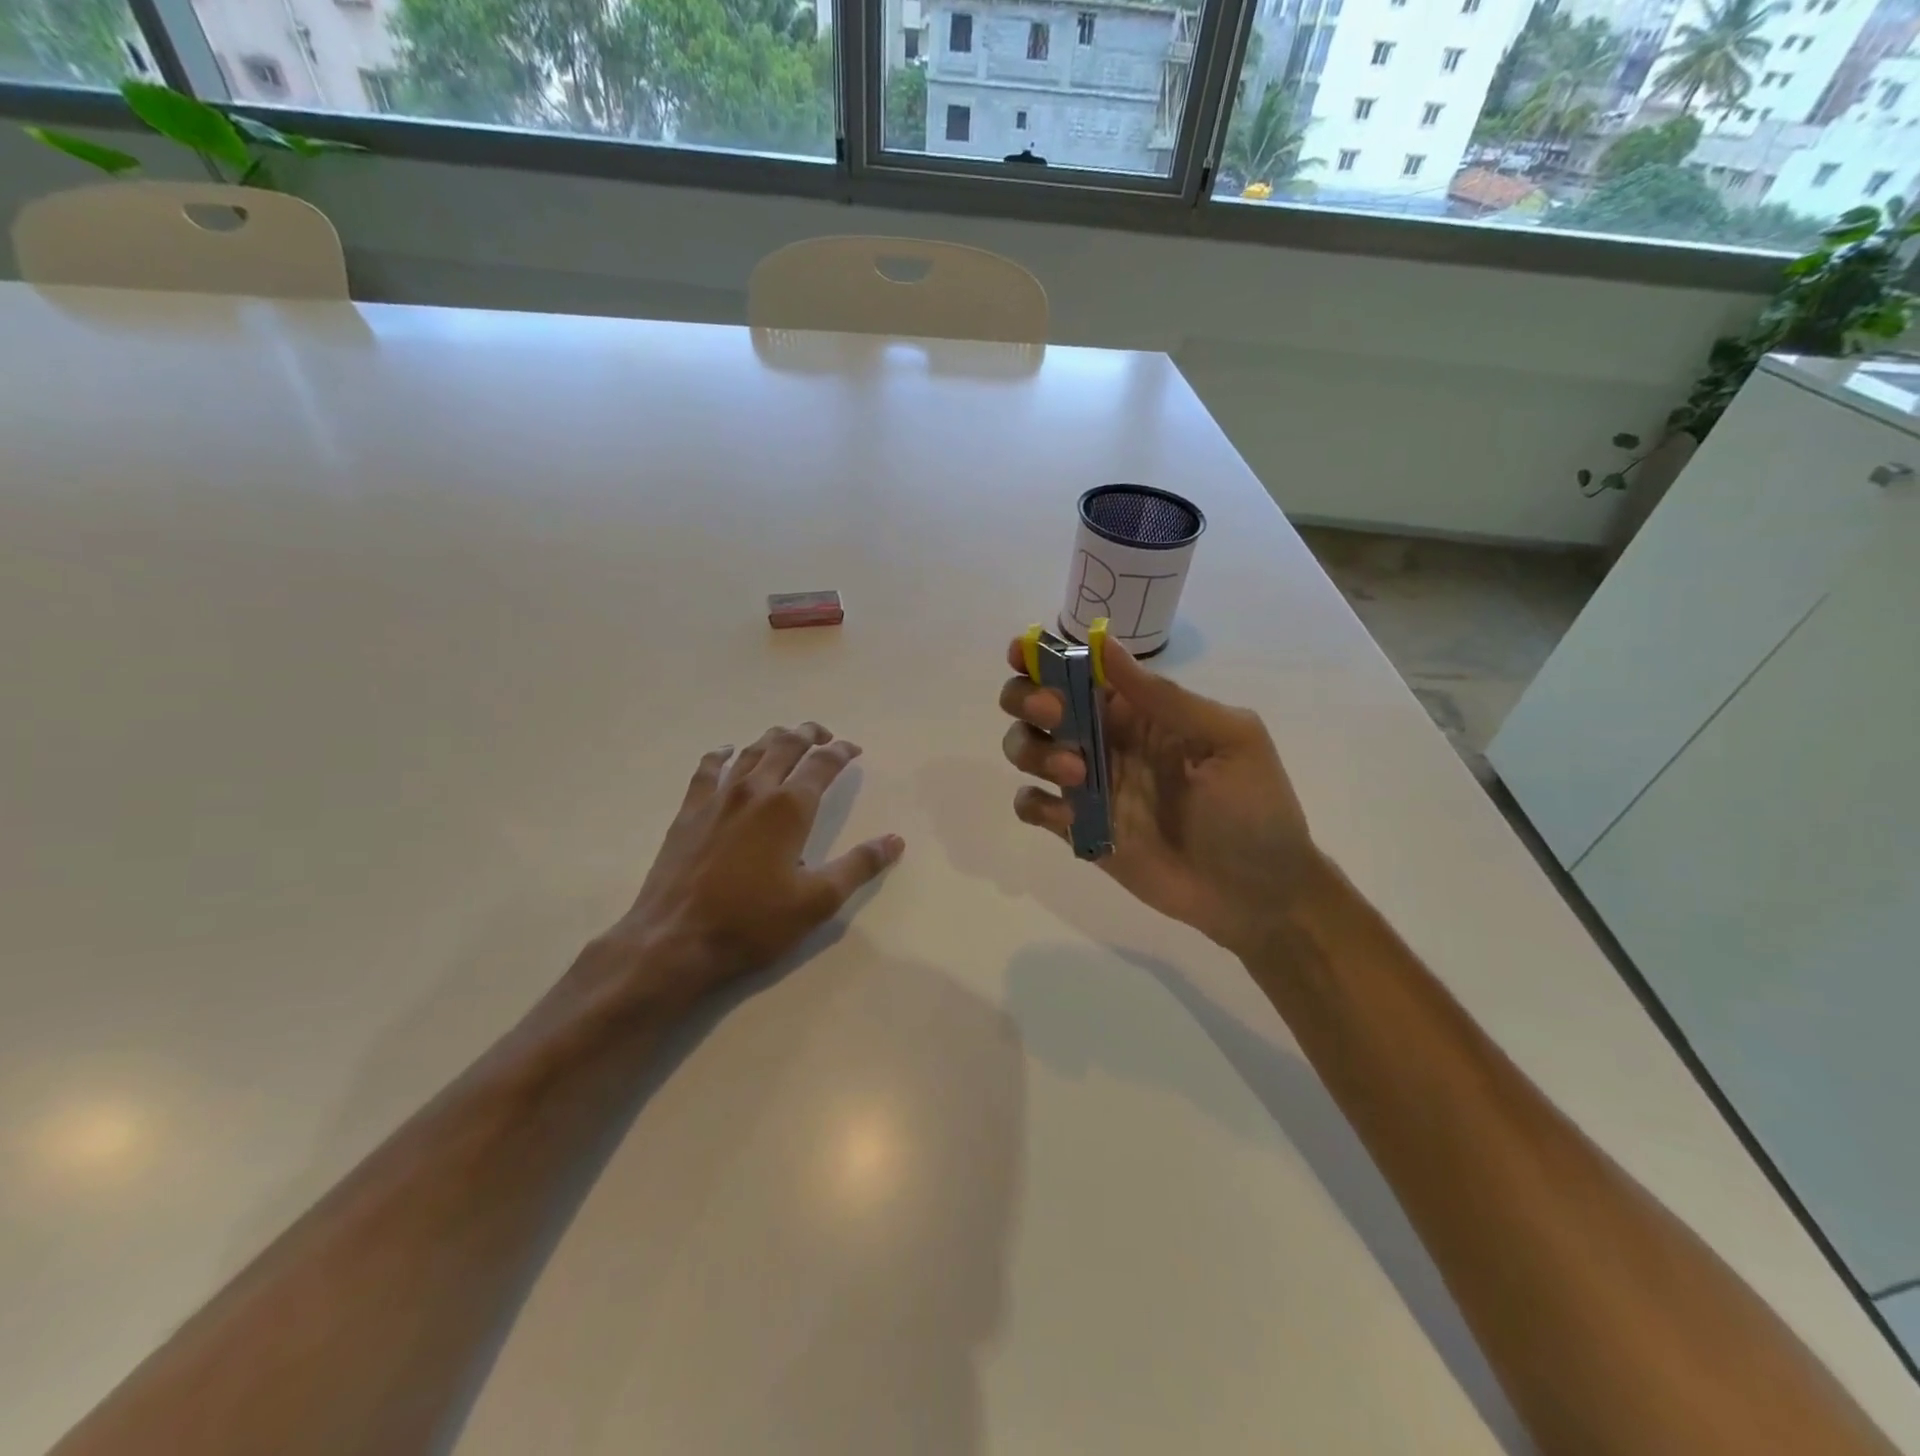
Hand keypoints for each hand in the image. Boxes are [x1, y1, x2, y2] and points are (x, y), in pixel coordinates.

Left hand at [592, 724, 904, 1008]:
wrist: (675, 940)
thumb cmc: (752, 922)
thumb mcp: (817, 901)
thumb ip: (858, 866)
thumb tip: (895, 840)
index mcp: (789, 808)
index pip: (822, 765)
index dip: (842, 752)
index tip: (854, 749)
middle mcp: (755, 791)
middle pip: (785, 746)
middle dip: (809, 734)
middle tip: (824, 734)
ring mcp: (717, 797)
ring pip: (750, 752)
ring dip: (773, 739)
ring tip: (787, 737)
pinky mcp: (689, 811)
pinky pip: (707, 769)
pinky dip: (722, 754)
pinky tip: (727, 752)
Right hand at [999, 636, 1319, 955]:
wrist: (1256, 893)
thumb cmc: (1254, 809)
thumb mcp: (1228, 738)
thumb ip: (1165, 697)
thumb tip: (1104, 644)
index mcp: (1139, 710)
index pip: (1081, 671)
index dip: (1044, 656)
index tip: (1022, 652)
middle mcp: (1105, 740)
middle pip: (1038, 703)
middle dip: (1029, 698)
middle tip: (1055, 713)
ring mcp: (1089, 786)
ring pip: (1027, 748)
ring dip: (1034, 750)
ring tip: (1077, 775)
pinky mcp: (1079, 830)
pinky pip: (1032, 806)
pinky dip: (1034, 803)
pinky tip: (1066, 815)